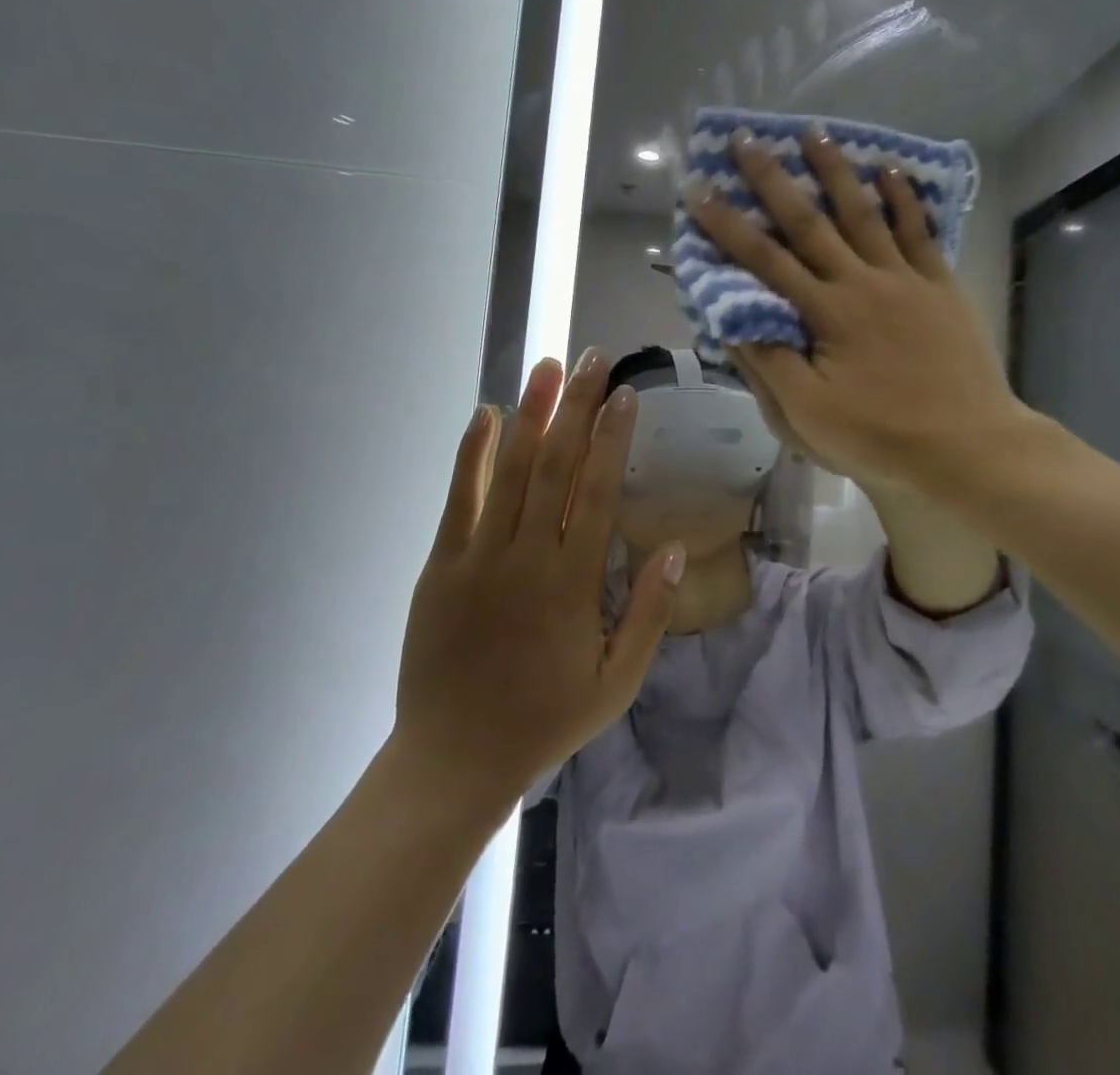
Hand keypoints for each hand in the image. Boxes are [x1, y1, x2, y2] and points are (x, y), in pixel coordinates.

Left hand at [391, 351, 682, 810]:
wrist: (453, 760)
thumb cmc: (545, 719)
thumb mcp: (617, 682)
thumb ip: (649, 614)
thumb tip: (678, 548)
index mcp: (573, 584)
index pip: (598, 493)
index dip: (612, 440)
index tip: (625, 396)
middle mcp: (527, 558)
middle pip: (555, 466)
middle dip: (576, 407)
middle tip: (592, 358)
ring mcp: (478, 558)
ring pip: (508, 471)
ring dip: (529, 413)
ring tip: (547, 367)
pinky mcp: (441, 566)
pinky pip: (458, 499)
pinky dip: (471, 454)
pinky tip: (483, 415)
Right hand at [688, 128, 1025, 497]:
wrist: (967, 446)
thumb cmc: (881, 436)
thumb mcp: (809, 414)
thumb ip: (769, 362)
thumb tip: (731, 320)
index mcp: (825, 313)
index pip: (765, 260)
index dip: (728, 225)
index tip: (700, 189)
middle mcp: (861, 281)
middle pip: (809, 221)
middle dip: (773, 179)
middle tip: (747, 138)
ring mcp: (906, 279)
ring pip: (864, 213)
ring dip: (836, 171)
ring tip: (814, 131)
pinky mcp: (941, 285)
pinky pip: (919, 231)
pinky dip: (903, 199)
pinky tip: (889, 171)